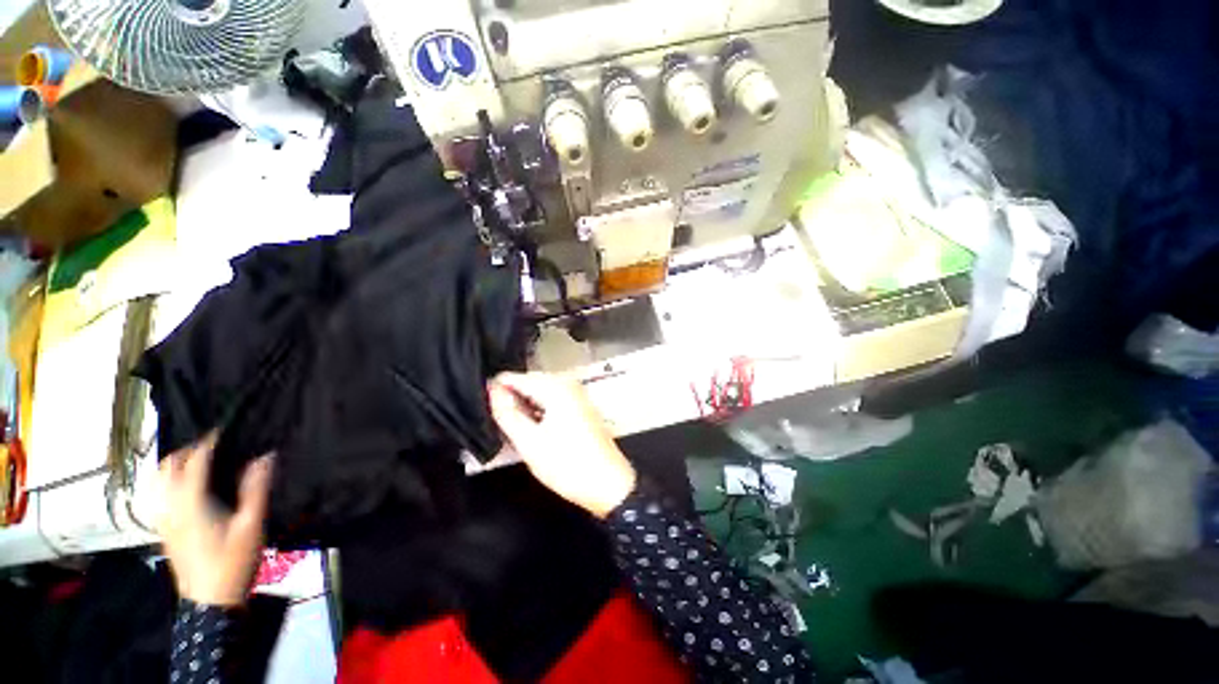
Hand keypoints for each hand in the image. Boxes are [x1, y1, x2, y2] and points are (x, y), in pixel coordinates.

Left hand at [158, 433, 272, 606]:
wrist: (209, 601)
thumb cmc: (233, 560)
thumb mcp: (252, 524)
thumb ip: (256, 488)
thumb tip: (265, 456)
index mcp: (191, 501)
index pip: (196, 460)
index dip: (210, 441)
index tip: (226, 429)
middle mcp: (171, 505)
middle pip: (170, 465)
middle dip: (189, 450)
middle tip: (215, 445)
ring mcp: (163, 518)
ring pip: (159, 479)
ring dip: (175, 464)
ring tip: (198, 461)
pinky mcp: (163, 528)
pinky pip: (159, 494)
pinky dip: (168, 480)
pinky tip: (185, 486)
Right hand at [488, 372, 635, 517]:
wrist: (608, 483)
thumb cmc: (567, 464)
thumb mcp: (529, 441)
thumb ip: (507, 413)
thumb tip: (493, 391)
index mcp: (556, 387)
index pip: (517, 377)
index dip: (496, 390)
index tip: (482, 405)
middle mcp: (568, 384)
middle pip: (530, 382)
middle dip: (512, 397)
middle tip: (497, 420)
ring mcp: (577, 394)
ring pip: (541, 392)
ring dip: (525, 405)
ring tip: (512, 426)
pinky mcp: (581, 406)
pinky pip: (553, 400)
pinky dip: (540, 410)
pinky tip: (533, 427)